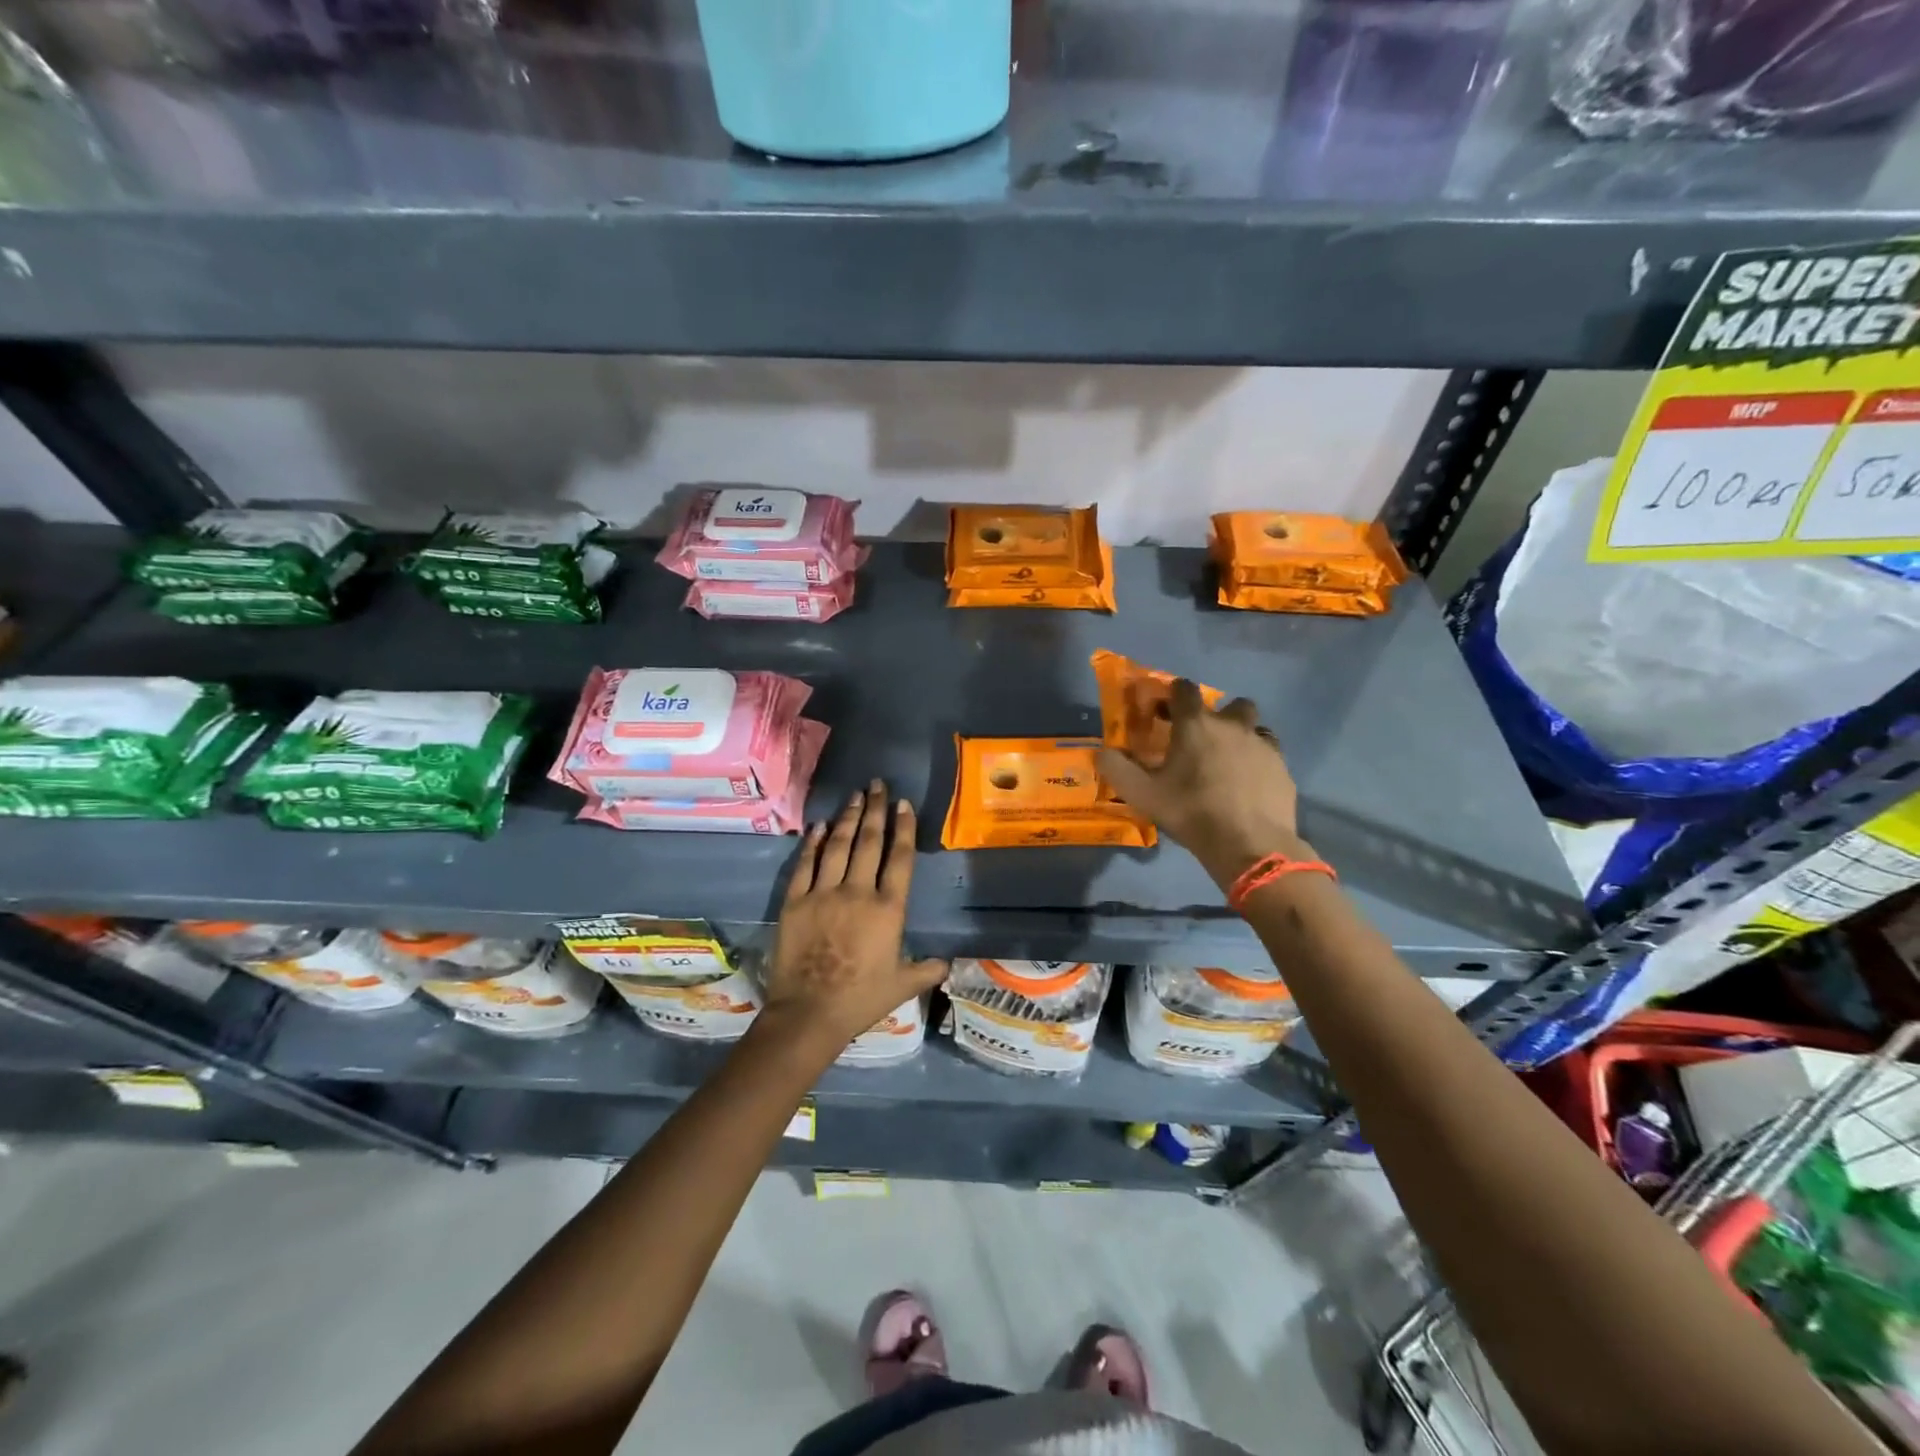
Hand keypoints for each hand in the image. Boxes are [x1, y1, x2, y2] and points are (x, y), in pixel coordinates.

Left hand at [766, 779, 946, 1052]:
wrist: (809, 1013)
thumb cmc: (861, 999)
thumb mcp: (903, 985)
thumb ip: (927, 969)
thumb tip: (948, 963)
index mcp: (888, 909)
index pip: (899, 858)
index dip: (903, 827)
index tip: (903, 803)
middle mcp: (857, 892)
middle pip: (869, 842)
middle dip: (874, 810)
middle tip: (877, 785)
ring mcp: (823, 893)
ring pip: (837, 846)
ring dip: (847, 818)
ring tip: (854, 796)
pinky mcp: (795, 901)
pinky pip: (805, 865)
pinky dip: (812, 843)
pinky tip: (818, 826)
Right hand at [1097, 680, 1307, 889]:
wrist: (1250, 844)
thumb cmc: (1191, 812)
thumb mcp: (1142, 794)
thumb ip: (1117, 769)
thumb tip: (1102, 752)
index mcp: (1196, 724)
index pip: (1185, 689)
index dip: (1174, 695)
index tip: (1166, 711)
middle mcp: (1233, 725)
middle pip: (1231, 704)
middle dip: (1218, 715)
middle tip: (1203, 739)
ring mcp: (1263, 745)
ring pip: (1255, 728)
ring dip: (1242, 736)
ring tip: (1228, 761)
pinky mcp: (1282, 768)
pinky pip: (1269, 754)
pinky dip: (1257, 762)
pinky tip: (1248, 785)